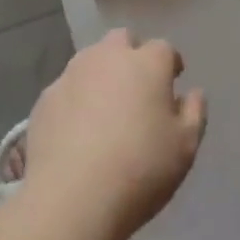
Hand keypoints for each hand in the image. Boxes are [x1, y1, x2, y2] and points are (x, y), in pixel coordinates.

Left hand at [23, 29, 205, 239]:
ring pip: (91, 60)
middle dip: (132, 55)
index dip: (170, 64)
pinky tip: (77, 131)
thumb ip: (194, 113)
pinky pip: (67, 89)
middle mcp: (108, 57)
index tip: (172, 83)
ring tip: (105, 109)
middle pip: (122, 40)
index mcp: (146, 63)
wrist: (72, 198)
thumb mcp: (185, 147)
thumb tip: (192, 93)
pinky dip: (76, 100)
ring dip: (102, 74)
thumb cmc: (140, 169)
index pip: (164, 49)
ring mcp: (72, 74)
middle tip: (137, 88)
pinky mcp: (46, 98)